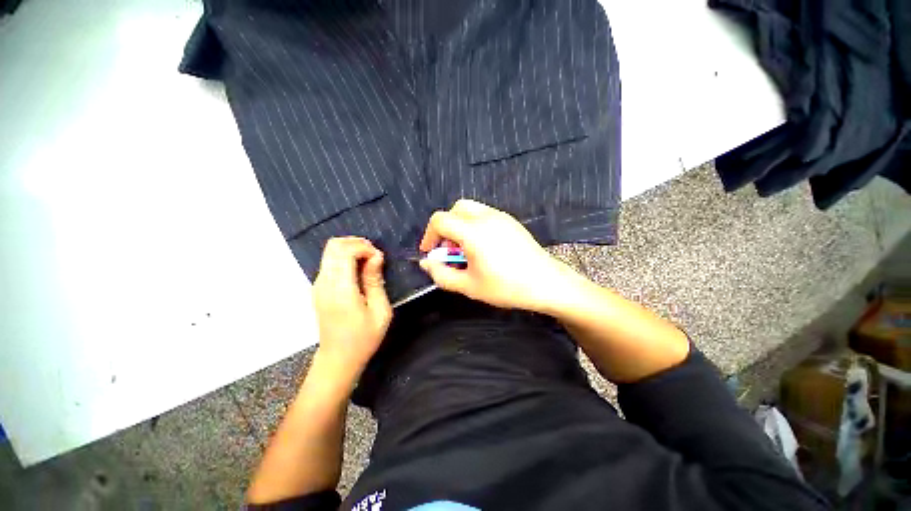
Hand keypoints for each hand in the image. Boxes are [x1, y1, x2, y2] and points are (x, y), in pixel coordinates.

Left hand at [312, 237, 391, 381]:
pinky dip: (345, 257)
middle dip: (357, 243)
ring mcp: (318, 285)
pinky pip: (330, 262)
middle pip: (334, 246)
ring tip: (369, 261)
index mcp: (341, 289)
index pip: (345, 251)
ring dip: (351, 249)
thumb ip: (375, 281)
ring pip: (330, 251)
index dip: (364, 247)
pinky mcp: (319, 288)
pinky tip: (359, 269)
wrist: (338, 359)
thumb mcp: (380, 311)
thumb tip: (376, 257)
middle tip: (374, 256)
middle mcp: (325, 283)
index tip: (379, 259)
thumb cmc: (364, 338)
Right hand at [418, 200, 579, 311]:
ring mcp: (500, 216)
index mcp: (473, 232)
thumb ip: (442, 274)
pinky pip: (484, 214)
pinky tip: (483, 246)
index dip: (429, 235)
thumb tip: (426, 263)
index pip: (440, 220)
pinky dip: (474, 224)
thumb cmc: (506, 287)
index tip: (431, 252)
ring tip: (466, 248)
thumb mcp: (468, 286)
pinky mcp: (510, 221)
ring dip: (460, 225)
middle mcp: (486, 217)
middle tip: (450, 250)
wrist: (546, 283)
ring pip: (470, 209)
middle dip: (445, 228)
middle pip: (454, 209)